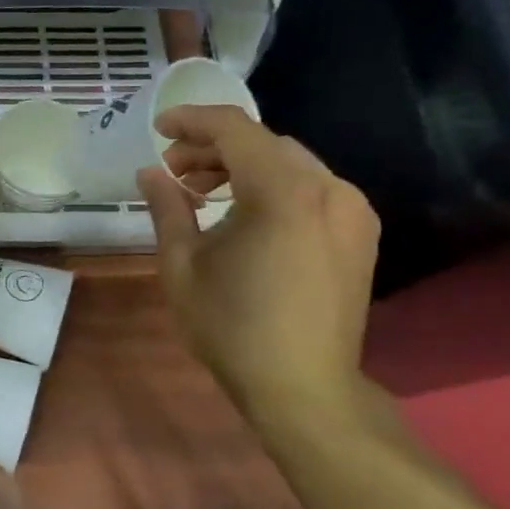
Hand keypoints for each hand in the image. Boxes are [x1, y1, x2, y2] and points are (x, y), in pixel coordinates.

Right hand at [136, 105, 379, 429]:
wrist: (303, 388)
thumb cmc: (232, 326)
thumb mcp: (181, 265)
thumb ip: (166, 207)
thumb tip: (150, 173)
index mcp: (283, 193)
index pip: (234, 129)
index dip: (191, 121)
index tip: (157, 129)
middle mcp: (327, 189)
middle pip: (263, 143)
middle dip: (212, 148)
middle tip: (173, 172)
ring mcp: (351, 211)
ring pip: (289, 163)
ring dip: (242, 166)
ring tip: (202, 193)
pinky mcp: (359, 233)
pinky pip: (310, 187)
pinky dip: (272, 186)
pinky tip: (244, 214)